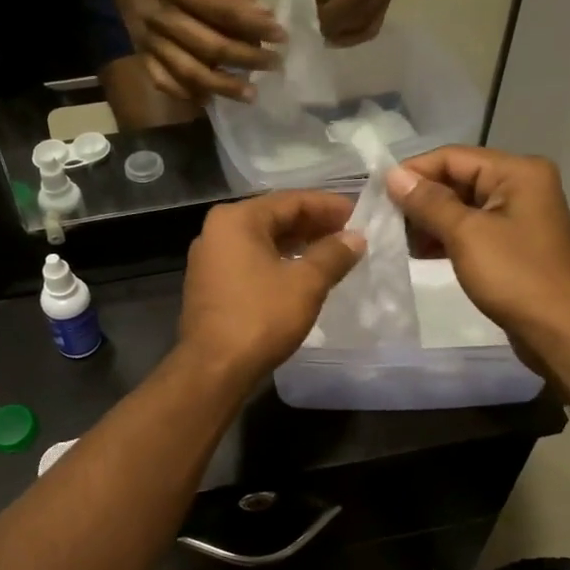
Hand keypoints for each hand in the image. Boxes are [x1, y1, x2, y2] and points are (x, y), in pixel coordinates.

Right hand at [100, 0, 282, 102]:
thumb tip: (263, 17)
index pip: (221, 11)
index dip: (253, 26)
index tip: (281, 36)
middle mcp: (160, 16)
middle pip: (209, 47)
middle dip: (246, 59)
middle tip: (275, 65)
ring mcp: (148, 39)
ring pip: (188, 71)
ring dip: (222, 86)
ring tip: (250, 94)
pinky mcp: (140, 53)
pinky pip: (163, 81)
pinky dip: (186, 94)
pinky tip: (209, 99)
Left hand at [179, 191, 365, 384]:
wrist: (214, 368)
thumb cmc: (260, 317)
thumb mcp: (305, 283)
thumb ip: (333, 254)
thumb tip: (356, 238)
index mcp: (236, 219)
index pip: (291, 200)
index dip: (329, 206)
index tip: (359, 214)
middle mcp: (217, 231)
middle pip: (274, 217)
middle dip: (313, 225)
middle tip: (350, 234)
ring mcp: (210, 258)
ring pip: (262, 241)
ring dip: (297, 244)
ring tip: (333, 253)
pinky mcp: (210, 284)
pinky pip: (250, 261)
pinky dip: (278, 262)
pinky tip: (302, 274)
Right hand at [386, 147, 569, 342]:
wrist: (560, 331)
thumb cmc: (515, 276)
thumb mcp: (466, 234)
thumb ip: (428, 202)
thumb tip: (393, 175)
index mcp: (517, 172)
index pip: (452, 157)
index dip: (414, 173)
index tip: (378, 195)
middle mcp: (521, 184)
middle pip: (457, 179)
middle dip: (421, 199)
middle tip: (386, 221)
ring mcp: (519, 215)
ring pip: (461, 205)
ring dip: (429, 221)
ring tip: (400, 241)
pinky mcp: (513, 242)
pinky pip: (471, 228)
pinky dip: (446, 237)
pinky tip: (420, 252)